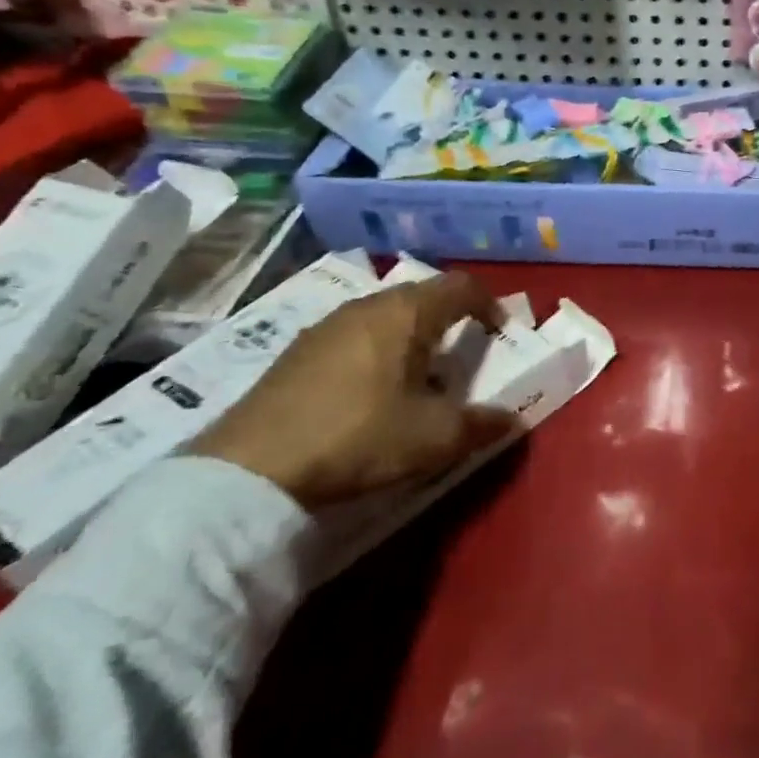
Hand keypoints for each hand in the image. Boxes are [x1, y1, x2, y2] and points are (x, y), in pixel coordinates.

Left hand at [192, 272, 517, 508]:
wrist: (249, 471)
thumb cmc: (360, 437)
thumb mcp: (435, 438)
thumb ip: (482, 425)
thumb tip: (510, 420)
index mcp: (406, 313)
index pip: (461, 286)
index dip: (488, 303)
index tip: (499, 331)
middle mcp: (366, 307)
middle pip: (421, 296)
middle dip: (449, 319)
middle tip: (461, 354)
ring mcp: (324, 327)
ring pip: (383, 316)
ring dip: (409, 336)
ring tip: (416, 375)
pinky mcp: (294, 353)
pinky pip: (352, 336)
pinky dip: (374, 351)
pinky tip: (368, 392)